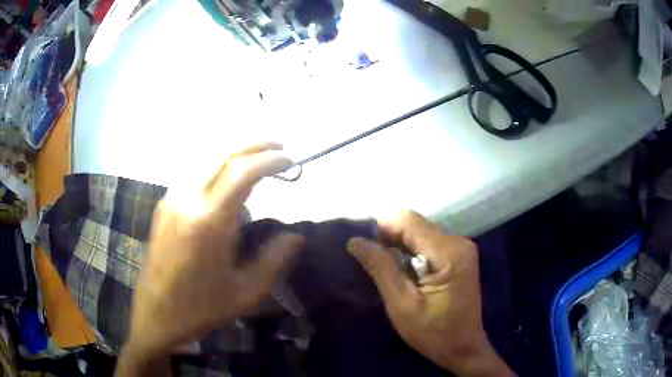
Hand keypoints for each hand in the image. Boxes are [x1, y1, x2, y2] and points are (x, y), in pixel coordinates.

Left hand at [116, 143, 303, 375]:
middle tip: (279, 147)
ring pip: (205, 158)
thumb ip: (274, 260)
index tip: (291, 160)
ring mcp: (171, 199)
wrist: (157, 314)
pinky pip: (192, 172)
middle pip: (222, 154)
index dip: (270, 159)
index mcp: (209, 223)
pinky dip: (215, 165)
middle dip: (254, 145)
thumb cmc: (202, 308)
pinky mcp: (163, 205)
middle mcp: (187, 200)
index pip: (242, 172)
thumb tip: (297, 235)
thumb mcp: (246, 293)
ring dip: (234, 152)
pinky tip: (227, 176)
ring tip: (257, 156)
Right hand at [347, 211, 512, 376]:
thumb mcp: (402, 305)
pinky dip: (411, 251)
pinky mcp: (459, 256)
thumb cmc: (434, 333)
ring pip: (421, 232)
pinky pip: (429, 243)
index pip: (410, 221)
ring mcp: (461, 248)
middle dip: (389, 237)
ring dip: (399, 245)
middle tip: (368, 258)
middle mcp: (459, 242)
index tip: (361, 244)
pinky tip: (401, 269)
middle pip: (416, 225)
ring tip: (381, 265)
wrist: (464, 348)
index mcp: (449, 252)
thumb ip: (381, 269)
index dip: (382, 227)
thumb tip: (355, 241)